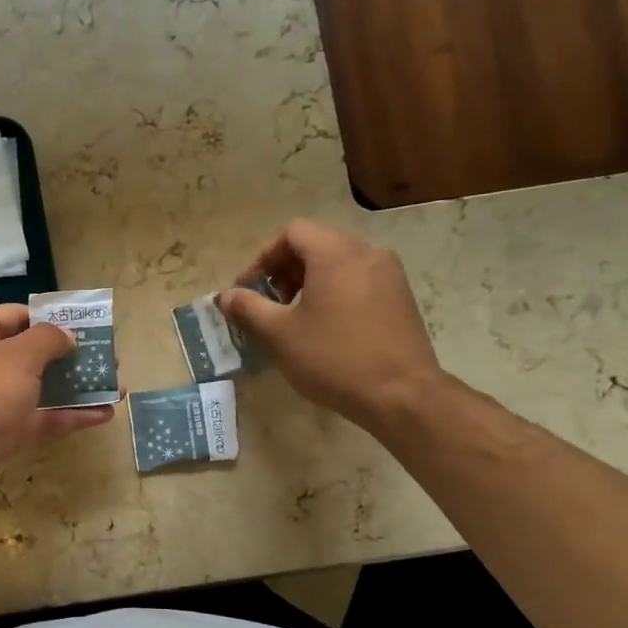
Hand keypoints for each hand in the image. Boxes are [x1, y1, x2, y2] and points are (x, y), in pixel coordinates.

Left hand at [0, 305, 116, 515]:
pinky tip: (103, 415)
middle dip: (71, 356)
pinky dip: (67, 415)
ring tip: (116, 387)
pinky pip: (38, 417)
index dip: (53, 319)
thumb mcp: (18, 358)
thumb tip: (66, 336)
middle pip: (31, 352)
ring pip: (38, 387)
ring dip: (75, 388)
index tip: (89, 327)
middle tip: (108, 359)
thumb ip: (49, 340)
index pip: (17, 315)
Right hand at [220, 220, 444, 431]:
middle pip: (317, 245)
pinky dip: (335, 294)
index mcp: (335, 254)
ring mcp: (390, 275)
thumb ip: (249, 308)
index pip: (292, 233)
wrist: (401, 394)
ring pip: (339, 264)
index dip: (263, 257)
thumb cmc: (333, 358)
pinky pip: (359, 282)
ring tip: (294, 319)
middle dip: (285, 271)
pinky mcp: (402, 299)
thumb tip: (225, 297)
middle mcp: (367, 253)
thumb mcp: (280, 334)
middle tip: (268, 305)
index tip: (248, 289)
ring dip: (309, 283)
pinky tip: (326, 329)